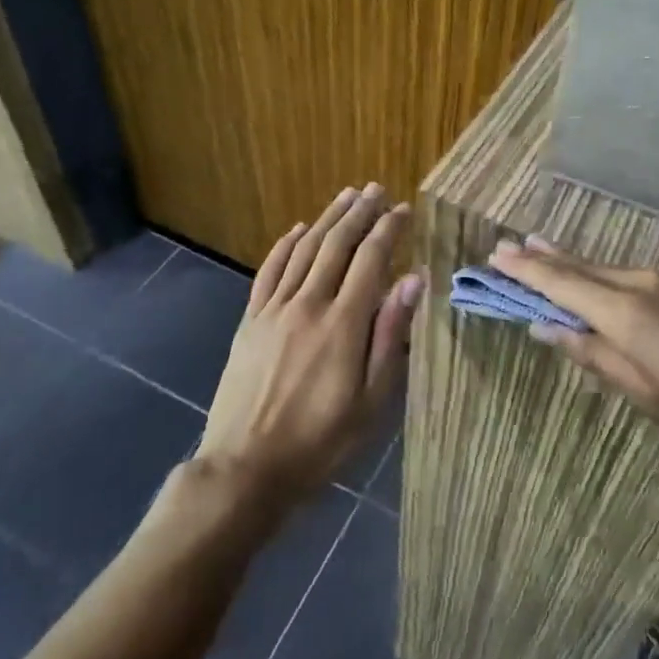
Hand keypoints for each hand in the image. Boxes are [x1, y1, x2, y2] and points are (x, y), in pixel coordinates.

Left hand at [192, 185, 421, 508]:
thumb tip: (414, 280)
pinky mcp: (251, 321)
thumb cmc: (321, 441)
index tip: (404, 209)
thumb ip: (391, 336)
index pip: (371, 259)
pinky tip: (297, 229)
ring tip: (346, 196)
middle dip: (359, 213)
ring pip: (304, 249)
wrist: (245, 469)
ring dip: (327, 219)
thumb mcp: (372, 401)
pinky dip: (285, 245)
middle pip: (336, 244)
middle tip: (376, 189)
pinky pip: (269, 271)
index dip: (389, 230)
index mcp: (343, 324)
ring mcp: (274, 310)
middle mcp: (308, 304)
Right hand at [489, 238, 658, 470]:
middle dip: (543, 258)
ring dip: (571, 264)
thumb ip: (593, 354)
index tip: (496, 255)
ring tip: (540, 252)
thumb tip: (546, 326)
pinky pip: (628, 277)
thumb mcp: (645, 393)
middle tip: (508, 246)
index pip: (562, 283)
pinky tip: (592, 281)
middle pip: (581, 267)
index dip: (527, 270)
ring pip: (605, 270)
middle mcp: (641, 284)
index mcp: (625, 311)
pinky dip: (599, 276)